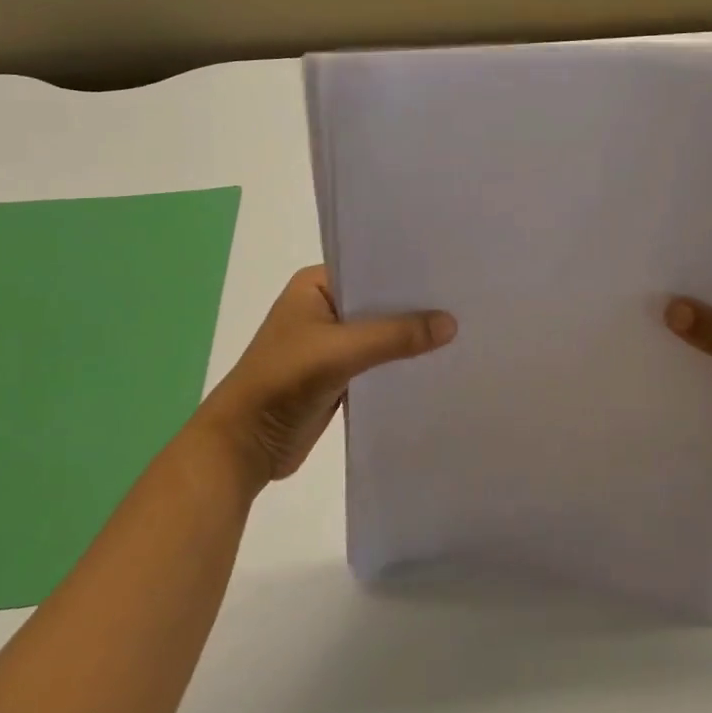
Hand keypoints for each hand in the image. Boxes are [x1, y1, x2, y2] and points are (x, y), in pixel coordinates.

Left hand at [196, 267, 455, 491]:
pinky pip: (378, 362)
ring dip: (410, 337)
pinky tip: (438, 363)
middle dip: (415, 306)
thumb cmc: (283, 382)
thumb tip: (452, 324)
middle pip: (380, 302)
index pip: (371, 267)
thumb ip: (394, 336)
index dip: (409, 271)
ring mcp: (331, 343)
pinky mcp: (339, 375)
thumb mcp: (340, 351)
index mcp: (316, 285)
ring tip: (464, 329)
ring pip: (381, 334)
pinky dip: (400, 363)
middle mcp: (324, 307)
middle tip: (467, 300)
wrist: (244, 445)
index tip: (453, 270)